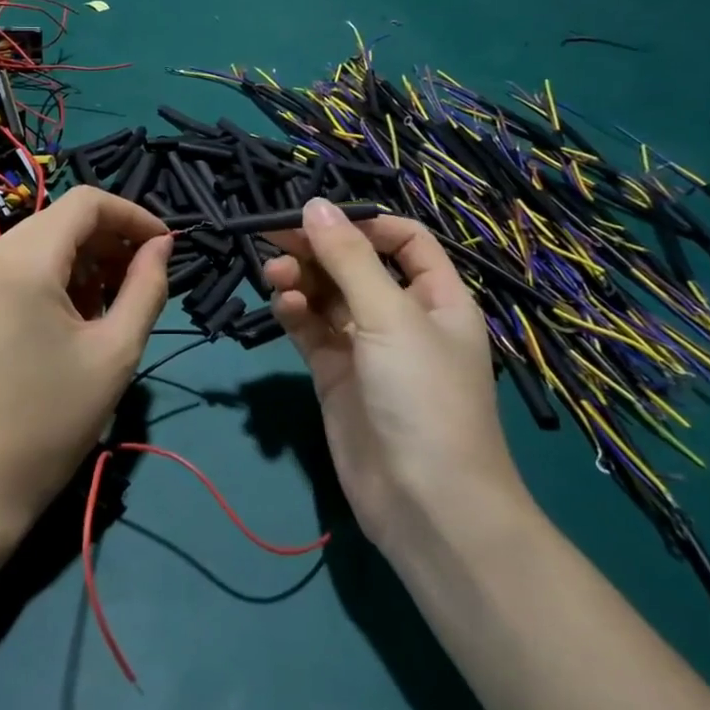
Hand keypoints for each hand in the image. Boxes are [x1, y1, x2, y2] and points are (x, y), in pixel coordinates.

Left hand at [0, 188, 172, 536]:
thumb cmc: (50, 421)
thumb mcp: (115, 353)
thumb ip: (146, 287)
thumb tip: (162, 245)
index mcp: (22, 259)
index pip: (86, 202)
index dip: (133, 215)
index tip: (164, 247)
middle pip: (61, 222)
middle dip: (109, 242)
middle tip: (141, 284)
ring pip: (39, 245)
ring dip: (82, 264)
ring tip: (108, 311)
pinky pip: (15, 271)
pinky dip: (51, 280)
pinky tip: (68, 326)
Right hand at [265, 200, 526, 551]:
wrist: (426, 504)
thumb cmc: (423, 397)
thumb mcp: (390, 317)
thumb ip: (349, 259)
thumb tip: (315, 204)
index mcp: (436, 297)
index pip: (404, 240)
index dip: (364, 224)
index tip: (321, 219)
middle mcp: (402, 316)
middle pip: (356, 265)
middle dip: (318, 250)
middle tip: (273, 238)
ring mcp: (366, 347)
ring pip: (328, 296)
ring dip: (302, 279)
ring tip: (275, 275)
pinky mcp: (335, 375)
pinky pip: (311, 330)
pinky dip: (295, 313)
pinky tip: (282, 306)